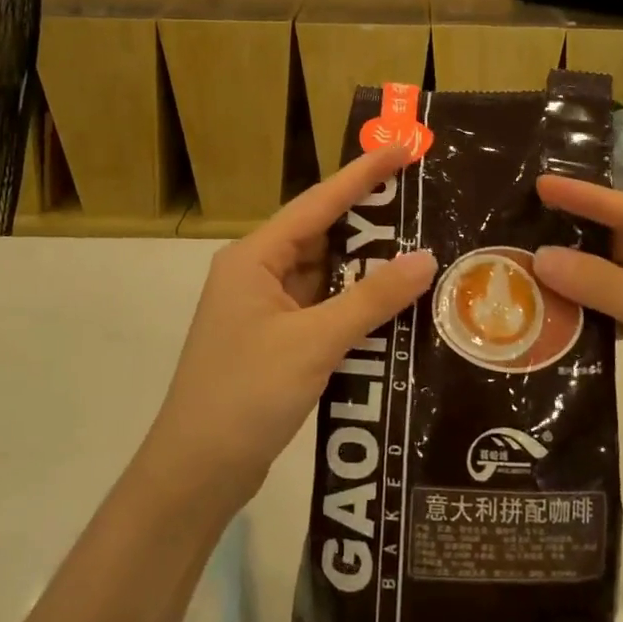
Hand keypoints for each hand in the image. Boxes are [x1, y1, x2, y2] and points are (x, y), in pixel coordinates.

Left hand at [140, 147, 435, 517]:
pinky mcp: (278, 342)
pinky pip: (326, 310)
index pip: (318, 203)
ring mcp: (267, 310)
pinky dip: (358, 306)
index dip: (362, 174)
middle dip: (372, 222)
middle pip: (323, 236)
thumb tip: (426, 258)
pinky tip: (397, 306)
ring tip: (423, 250)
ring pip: (327, 276)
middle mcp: (258, 274)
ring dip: (368, 269)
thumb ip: (372, 299)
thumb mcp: (314, 342)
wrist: (196, 473)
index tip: (403, 148)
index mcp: (254, 258)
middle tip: (425, 202)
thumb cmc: (246, 395)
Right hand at [532, 175, 622, 483]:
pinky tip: (553, 305)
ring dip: (580, 276)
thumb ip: (607, 286)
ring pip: (620, 276)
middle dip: (579, 238)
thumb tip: (540, 257)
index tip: (543, 183)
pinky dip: (591, 308)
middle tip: (524, 224)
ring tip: (526, 263)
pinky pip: (620, 307)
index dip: (590, 199)